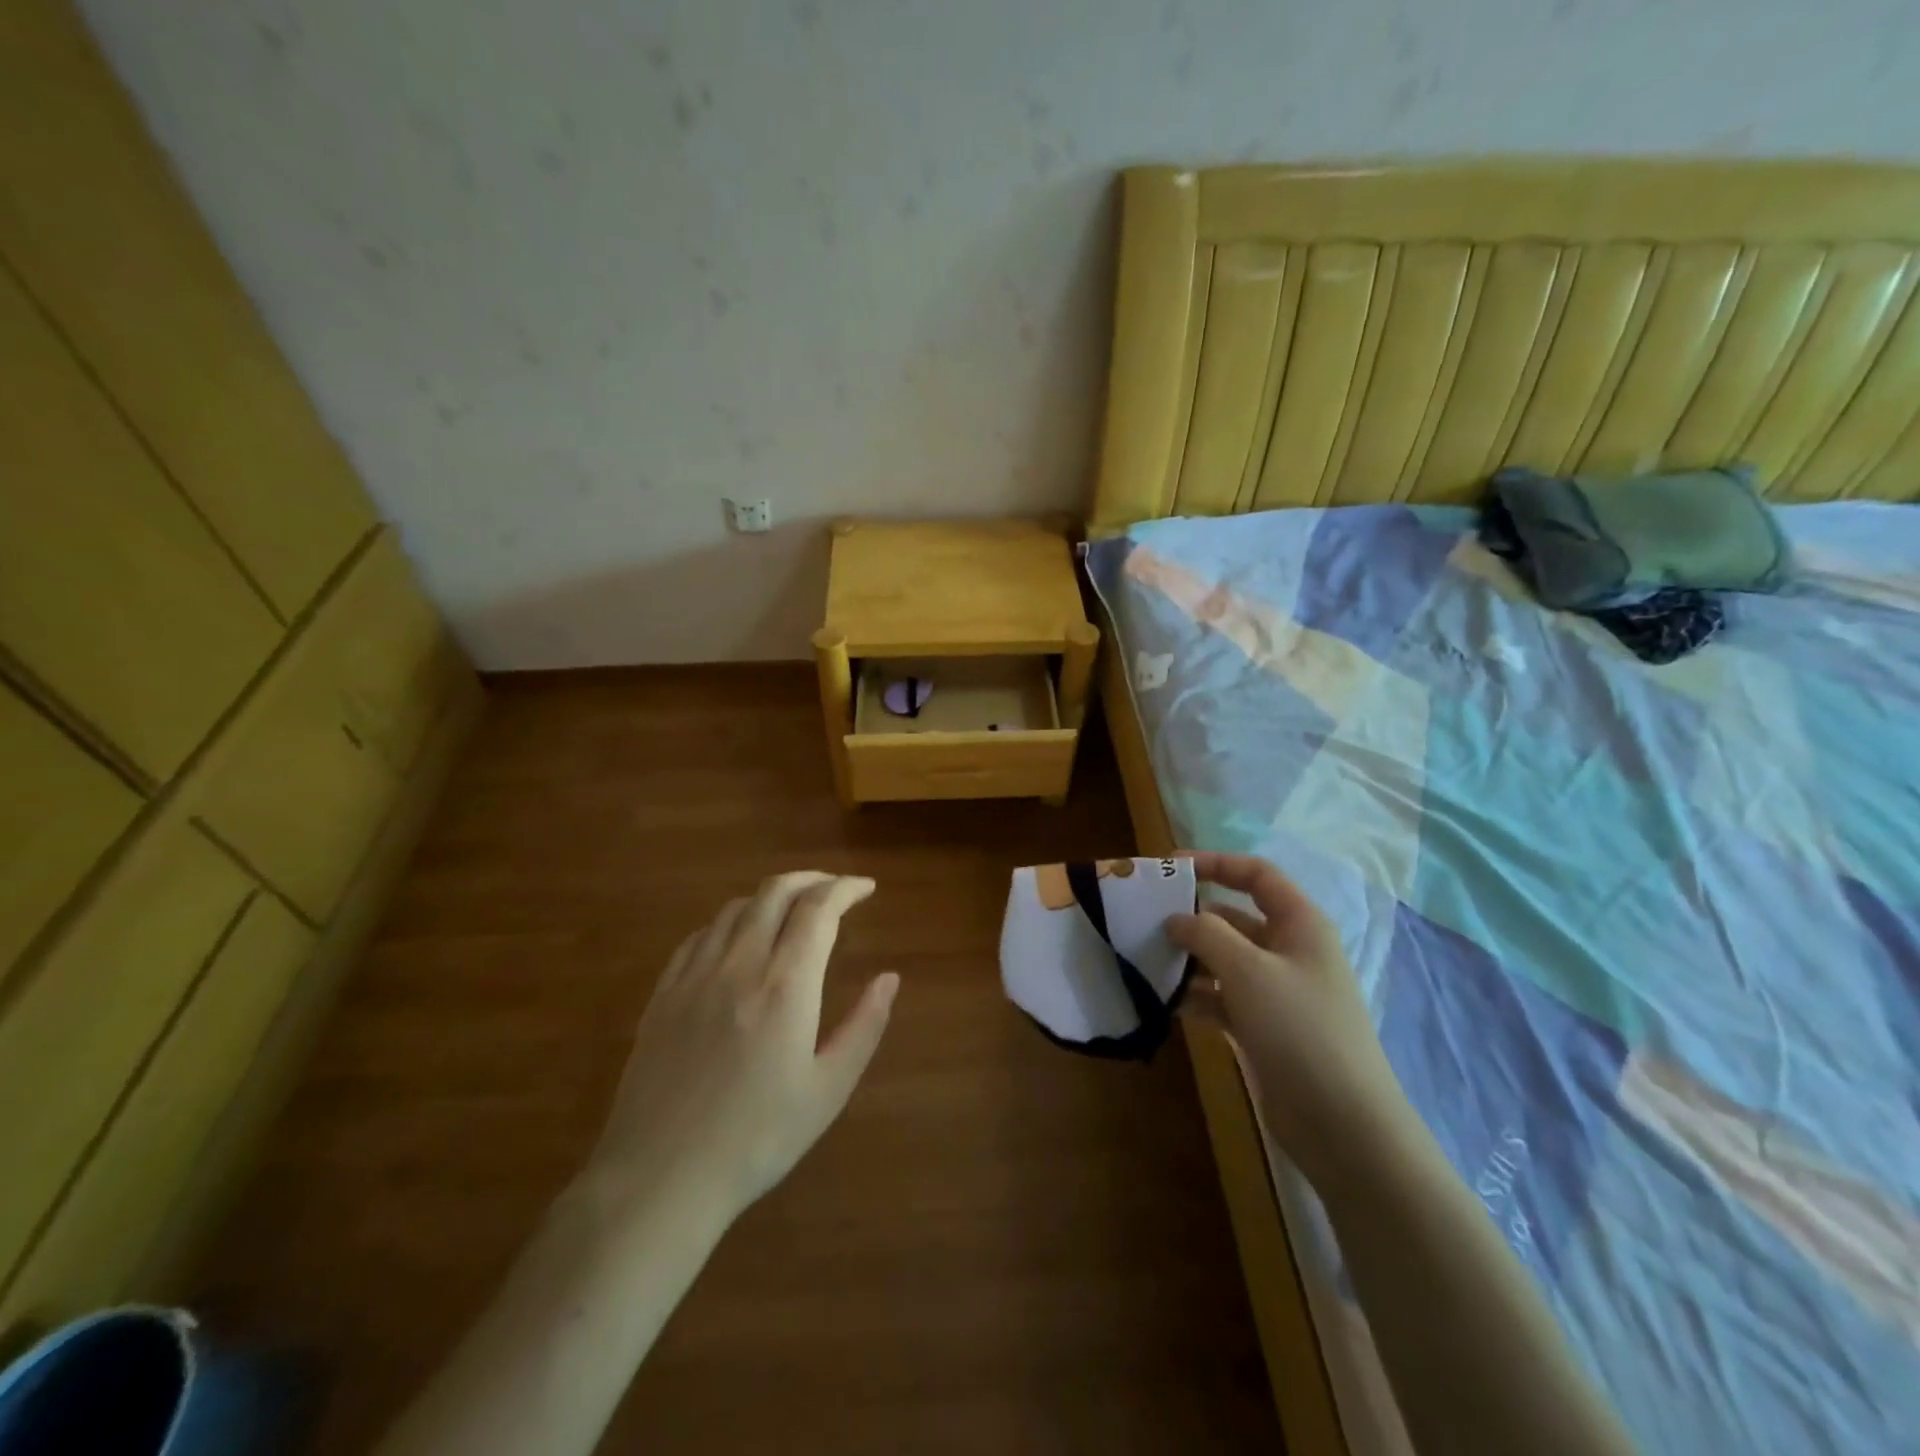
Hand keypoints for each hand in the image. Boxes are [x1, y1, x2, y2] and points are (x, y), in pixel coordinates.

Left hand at [587, 872, 898, 1222]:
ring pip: (736, 907)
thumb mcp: (828, 1090)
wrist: (660, 1178)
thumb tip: (890, 978)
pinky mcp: (663, 993)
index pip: (819, 908)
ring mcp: (695, 975)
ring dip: (771, 896)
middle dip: (812, 880)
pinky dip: (730, 921)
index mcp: (785, 984)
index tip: (866, 888)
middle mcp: (739, 964)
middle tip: (834, 890)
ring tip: (792, 910)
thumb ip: (864, 1026)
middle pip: (776, 892)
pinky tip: (737, 939)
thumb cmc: (757, 1139)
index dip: (846, 888)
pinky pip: (700, 935)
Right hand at [1167, 852, 1415, 1186]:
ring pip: (1222, 960)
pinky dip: (1194, 996)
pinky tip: (1162, 1003)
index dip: (1215, 863)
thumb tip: (1176, 918)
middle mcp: (1288, 951)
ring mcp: (1275, 992)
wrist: (1343, 1126)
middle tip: (1143, 922)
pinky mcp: (1262, 1027)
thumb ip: (1207, 934)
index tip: (1169, 868)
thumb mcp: (1249, 971)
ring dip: (1187, 960)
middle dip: (1190, 918)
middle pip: (1232, 918)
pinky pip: (1220, 998)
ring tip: (1144, 962)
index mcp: (1299, 924)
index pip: (1256, 875)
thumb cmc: (1300, 1030)